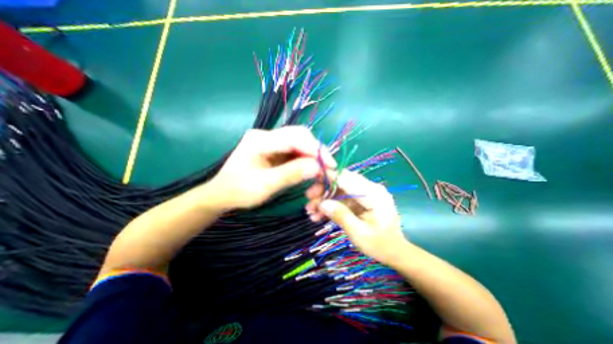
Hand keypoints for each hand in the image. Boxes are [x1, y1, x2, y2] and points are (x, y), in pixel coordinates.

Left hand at [210, 126, 334, 209]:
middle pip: (299, 135)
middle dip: (316, 151)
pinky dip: (305, 159)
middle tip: (327, 168)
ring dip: (312, 156)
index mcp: (260, 140)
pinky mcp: (274, 149)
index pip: (295, 138)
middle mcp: (266, 135)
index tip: (331, 165)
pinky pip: (295, 150)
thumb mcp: (264, 186)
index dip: (316, 150)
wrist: (222, 194)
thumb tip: (318, 167)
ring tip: (320, 170)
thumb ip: (291, 174)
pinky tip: (309, 169)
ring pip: (299, 142)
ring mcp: (270, 141)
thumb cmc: (238, 191)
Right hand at [305, 170, 405, 264]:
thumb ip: (341, 215)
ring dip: (324, 200)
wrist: (395, 252)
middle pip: (341, 182)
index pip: (347, 178)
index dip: (329, 176)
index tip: (311, 177)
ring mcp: (364, 195)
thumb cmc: (380, 245)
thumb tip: (322, 204)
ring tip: (310, 212)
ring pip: (339, 191)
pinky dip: (330, 206)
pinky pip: (342, 199)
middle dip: (323, 190)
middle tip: (308, 200)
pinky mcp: (360, 201)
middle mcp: (369, 189)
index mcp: (373, 193)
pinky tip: (318, 215)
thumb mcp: (359, 233)